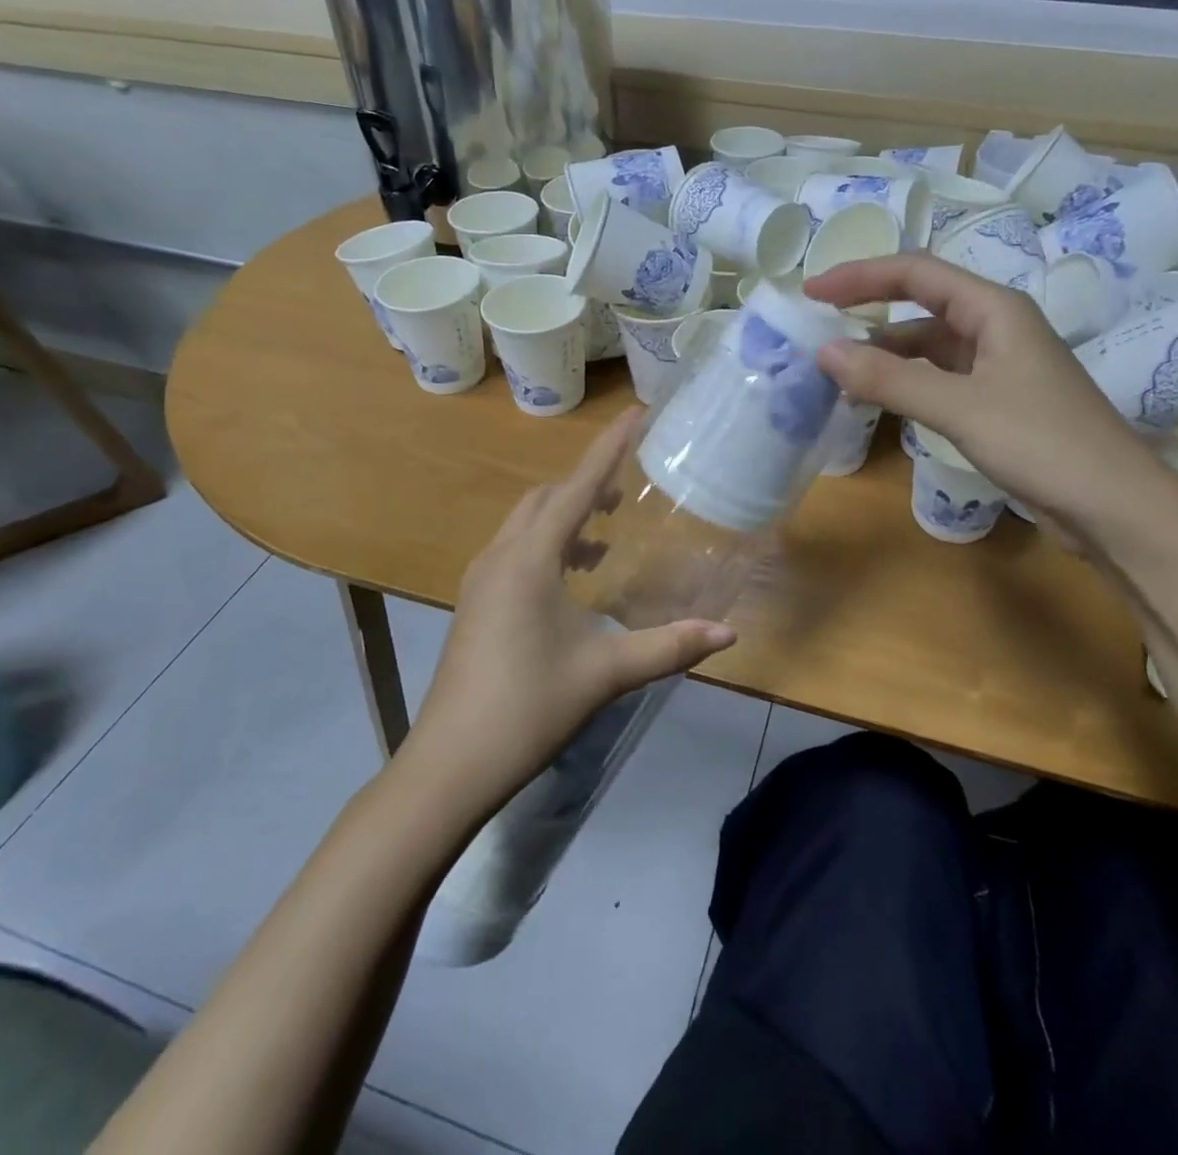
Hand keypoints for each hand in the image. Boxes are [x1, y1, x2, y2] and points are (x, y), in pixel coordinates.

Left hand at [409, 410, 735, 809]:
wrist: (450, 763)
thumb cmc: (528, 706)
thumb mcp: (606, 673)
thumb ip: (669, 647)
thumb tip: (727, 634)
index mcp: (529, 558)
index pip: (576, 487)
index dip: (608, 448)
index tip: (635, 413)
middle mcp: (501, 556)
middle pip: (545, 498)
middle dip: (586, 483)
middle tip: (628, 487)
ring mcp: (481, 581)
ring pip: (526, 525)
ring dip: (565, 516)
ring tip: (606, 533)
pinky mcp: (476, 604)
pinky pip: (516, 551)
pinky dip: (548, 545)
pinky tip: (574, 578)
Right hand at [805, 254, 1159, 521]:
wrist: (1114, 506)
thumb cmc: (1042, 443)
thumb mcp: (960, 407)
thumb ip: (890, 379)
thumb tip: (823, 352)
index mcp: (994, 309)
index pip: (916, 273)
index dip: (861, 275)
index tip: (813, 292)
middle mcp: (996, 328)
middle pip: (921, 306)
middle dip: (869, 313)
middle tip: (817, 329)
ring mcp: (999, 367)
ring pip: (929, 348)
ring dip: (885, 355)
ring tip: (836, 374)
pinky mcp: (998, 403)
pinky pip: (939, 380)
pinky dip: (905, 385)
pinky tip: (879, 402)